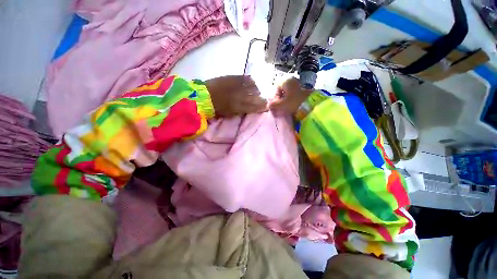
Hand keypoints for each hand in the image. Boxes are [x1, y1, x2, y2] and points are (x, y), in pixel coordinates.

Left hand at [205, 75, 267, 116]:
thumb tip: (251, 108)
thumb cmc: (217, 109)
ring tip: (255, 92)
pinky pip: (247, 79)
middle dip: (261, 99)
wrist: (204, 96)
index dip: (263, 107)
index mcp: (241, 106)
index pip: (257, 106)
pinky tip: (251, 83)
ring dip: (256, 90)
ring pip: (254, 87)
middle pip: (257, 96)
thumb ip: (242, 111)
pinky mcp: (234, 77)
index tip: (266, 107)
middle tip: (262, 100)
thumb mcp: (231, 113)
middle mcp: (242, 95)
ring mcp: (239, 85)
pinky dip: (251, 82)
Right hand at [269, 78, 312, 113]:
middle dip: (280, 99)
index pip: (276, 88)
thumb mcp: (281, 105)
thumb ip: (273, 105)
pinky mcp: (304, 90)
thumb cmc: (294, 103)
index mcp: (286, 81)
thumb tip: (268, 106)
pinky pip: (294, 95)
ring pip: (288, 93)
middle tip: (281, 107)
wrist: (312, 105)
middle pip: (282, 90)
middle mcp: (292, 80)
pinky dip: (292, 101)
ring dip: (286, 101)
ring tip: (287, 108)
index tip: (277, 105)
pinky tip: (293, 106)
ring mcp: (299, 85)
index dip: (275, 97)